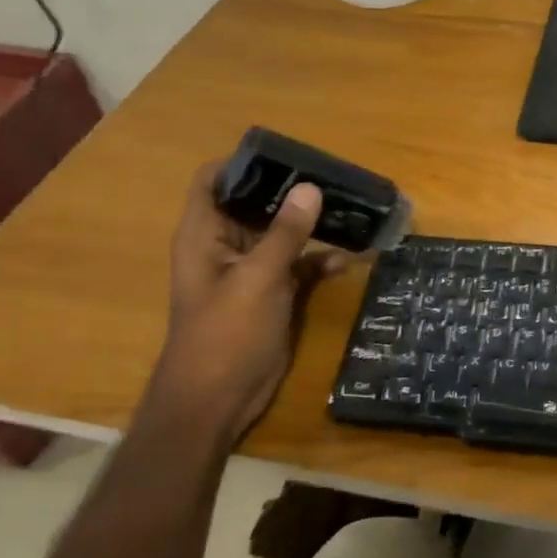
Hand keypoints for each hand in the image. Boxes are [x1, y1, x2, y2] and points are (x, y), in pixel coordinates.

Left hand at [142, 163, 346, 447]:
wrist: (217, 401)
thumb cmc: (225, 335)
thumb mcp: (258, 279)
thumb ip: (285, 234)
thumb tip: (310, 188)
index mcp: (205, 234)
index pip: (214, 180)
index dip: (243, 164)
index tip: (286, 155)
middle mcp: (226, 245)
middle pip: (255, 203)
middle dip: (291, 191)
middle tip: (334, 177)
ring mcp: (251, 270)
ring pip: (282, 234)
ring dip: (311, 225)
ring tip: (351, 209)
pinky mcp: (272, 294)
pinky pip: (298, 266)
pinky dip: (320, 261)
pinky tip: (350, 259)